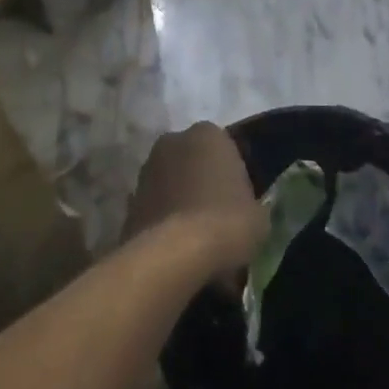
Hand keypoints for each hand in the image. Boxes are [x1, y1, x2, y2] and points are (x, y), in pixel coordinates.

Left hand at [123, 123, 264, 280]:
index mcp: (208, 134)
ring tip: (196, 237)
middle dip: (202, 183)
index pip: (225, 148)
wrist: (173, 255)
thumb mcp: (259, 215)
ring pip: (171, 183)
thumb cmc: (226, 223)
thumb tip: (245, 212)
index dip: (233, 176)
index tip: (240, 201)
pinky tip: (176, 248)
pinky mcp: (129, 201)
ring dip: (180, 201)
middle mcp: (173, 142)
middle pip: (194, 161)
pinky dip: (163, 222)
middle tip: (219, 216)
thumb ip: (250, 203)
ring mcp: (146, 170)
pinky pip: (155, 209)